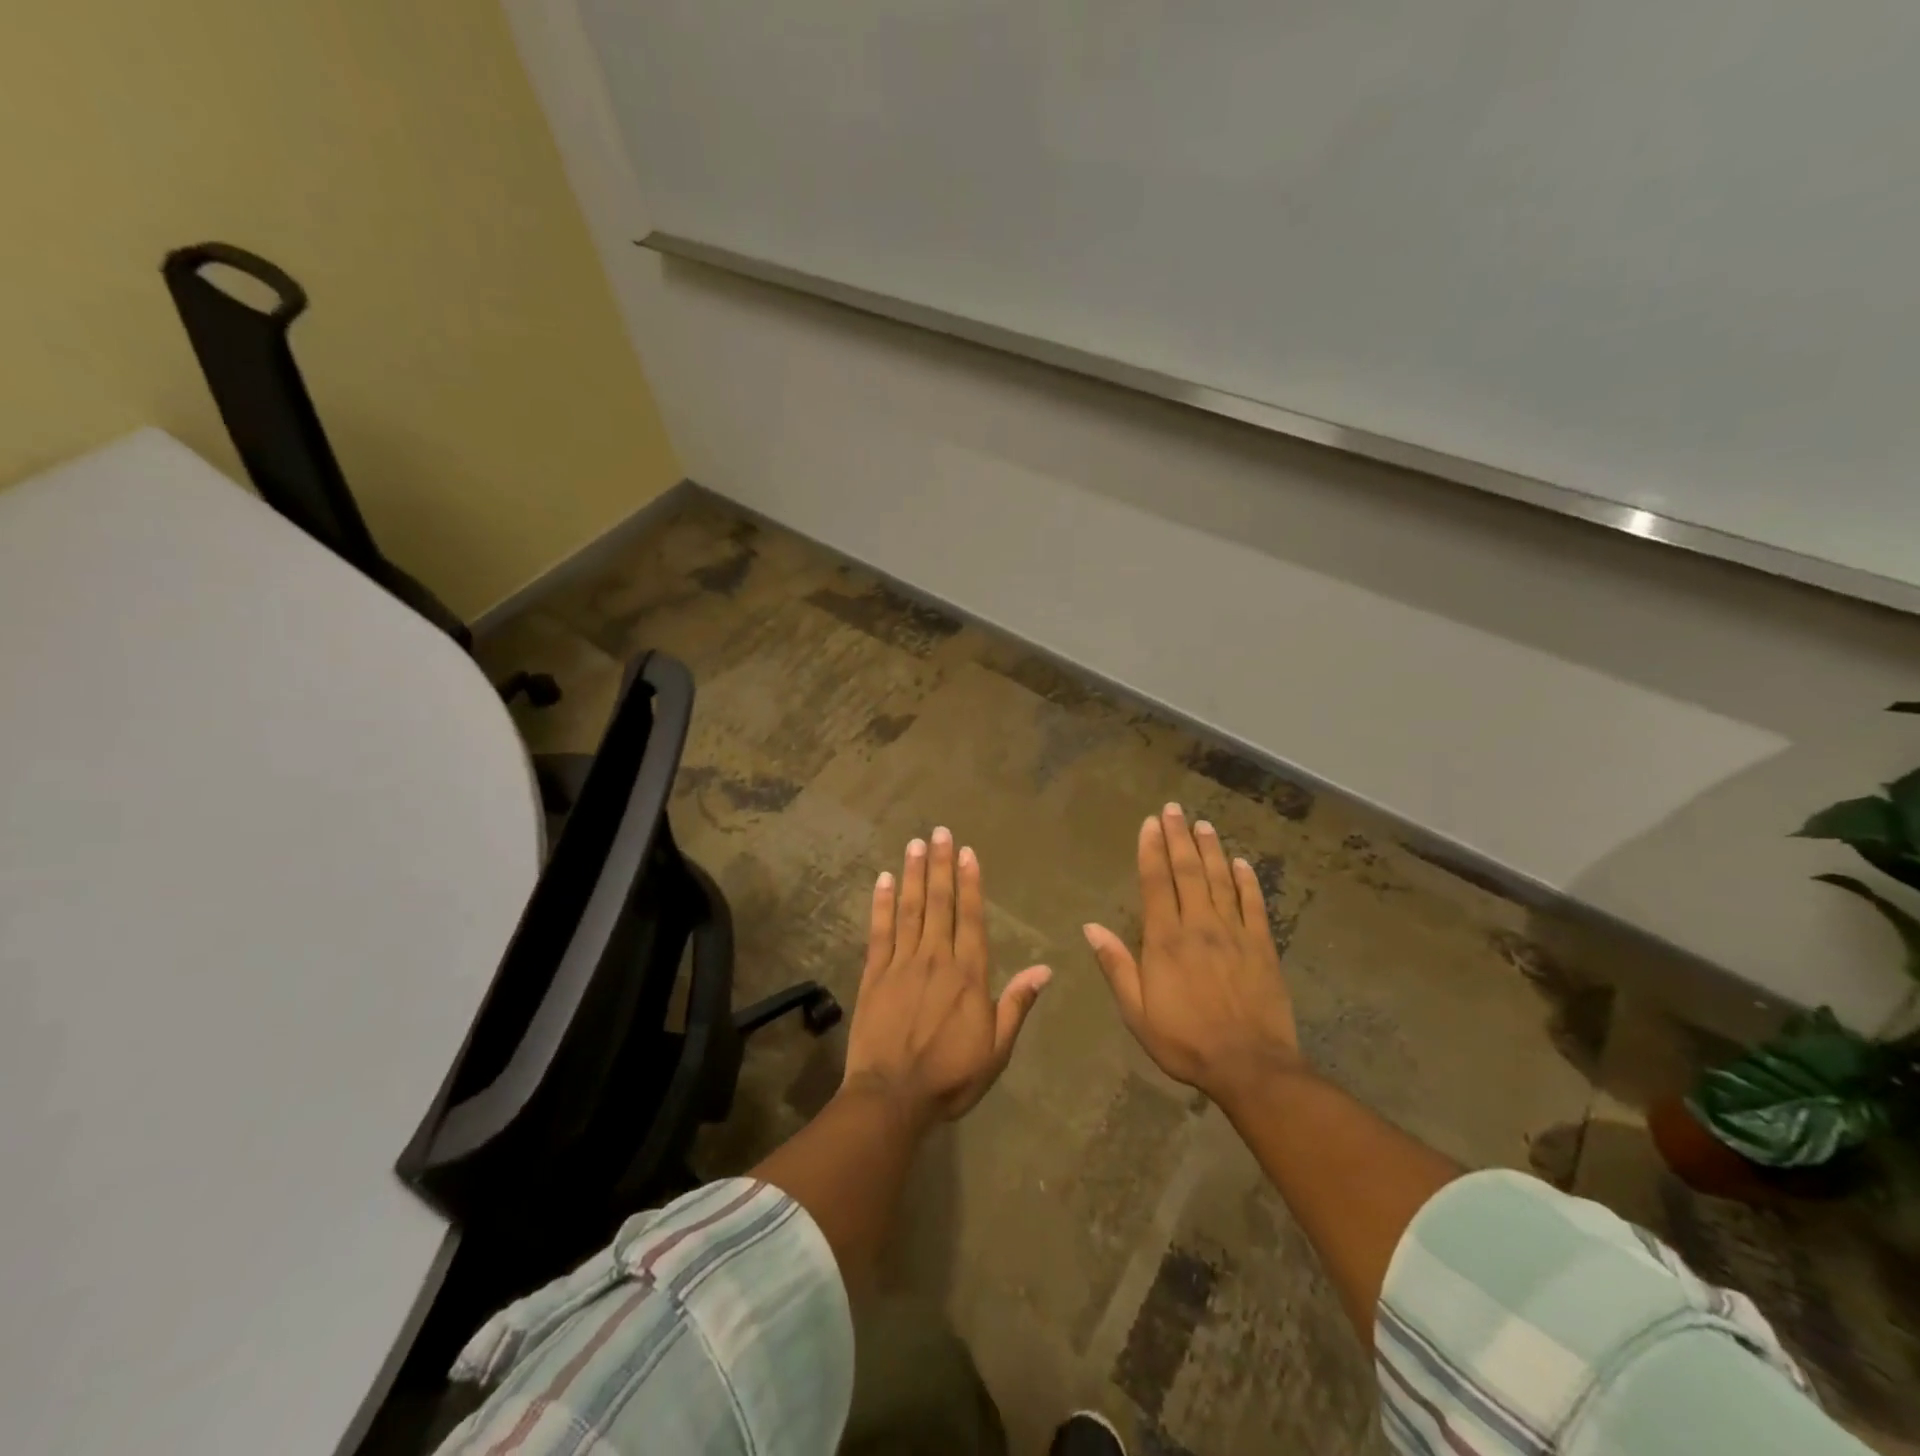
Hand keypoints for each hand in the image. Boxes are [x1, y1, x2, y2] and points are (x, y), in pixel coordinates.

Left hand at [842, 828, 1051, 1125]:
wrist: (892, 1097)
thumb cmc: (950, 1076)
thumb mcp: (996, 1048)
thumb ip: (1017, 1004)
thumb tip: (1046, 969)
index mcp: (968, 974)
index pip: (970, 918)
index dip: (970, 883)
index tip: (966, 852)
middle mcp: (935, 958)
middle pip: (939, 903)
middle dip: (940, 865)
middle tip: (938, 831)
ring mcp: (901, 963)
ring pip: (910, 909)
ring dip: (914, 874)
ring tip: (915, 844)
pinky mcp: (874, 974)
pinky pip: (879, 931)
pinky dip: (882, 904)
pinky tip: (883, 880)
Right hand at [1084, 803, 1301, 1105]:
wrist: (1250, 1066)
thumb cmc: (1184, 1041)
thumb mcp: (1137, 1012)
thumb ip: (1116, 966)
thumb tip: (1091, 927)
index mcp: (1166, 940)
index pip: (1157, 883)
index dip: (1152, 850)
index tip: (1150, 824)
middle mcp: (1199, 926)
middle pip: (1188, 871)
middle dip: (1179, 837)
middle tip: (1174, 809)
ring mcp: (1234, 933)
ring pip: (1220, 880)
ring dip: (1210, 849)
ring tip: (1203, 824)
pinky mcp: (1263, 946)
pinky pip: (1254, 904)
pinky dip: (1247, 880)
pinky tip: (1240, 862)